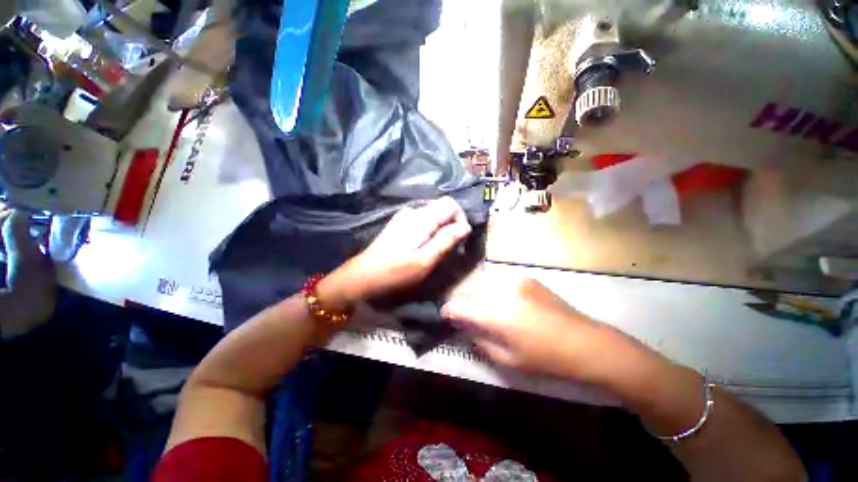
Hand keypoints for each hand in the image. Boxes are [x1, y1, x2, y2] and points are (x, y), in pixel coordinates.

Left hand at [320, 197, 471, 307]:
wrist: (364, 275)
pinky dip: (431, 229)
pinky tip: (425, 245)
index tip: (460, 239)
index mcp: (421, 218)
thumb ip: (446, 241)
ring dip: (442, 228)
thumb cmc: (396, 271)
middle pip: (442, 207)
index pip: (450, 204)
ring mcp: (404, 216)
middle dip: (452, 224)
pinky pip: (423, 219)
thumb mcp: (425, 261)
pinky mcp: (399, 222)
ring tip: (439, 249)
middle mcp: (413, 211)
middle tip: (452, 246)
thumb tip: (465, 227)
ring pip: (433, 214)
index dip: (461, 218)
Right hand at [441, 275, 617, 379]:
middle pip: (468, 289)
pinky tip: (499, 299)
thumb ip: (481, 341)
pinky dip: (491, 289)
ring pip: (482, 282)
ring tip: (477, 304)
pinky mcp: (525, 277)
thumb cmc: (546, 358)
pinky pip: (498, 280)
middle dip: (460, 300)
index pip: (459, 305)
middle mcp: (501, 290)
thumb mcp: (508, 360)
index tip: (445, 315)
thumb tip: (465, 328)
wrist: (587, 343)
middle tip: (460, 311)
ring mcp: (514, 280)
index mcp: (496, 313)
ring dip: (474, 293)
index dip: (448, 310)